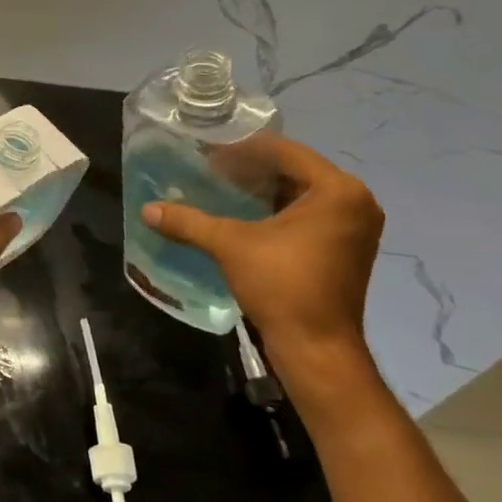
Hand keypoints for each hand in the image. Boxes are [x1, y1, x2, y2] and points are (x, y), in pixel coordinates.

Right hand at [141, 134, 383, 395]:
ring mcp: (354, 226)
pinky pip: (309, 212)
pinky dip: (277, 208)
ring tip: (221, 187)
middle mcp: (355, 201)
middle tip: (209, 170)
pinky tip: (243, 213)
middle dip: (251, 168)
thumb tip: (147, 210)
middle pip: (294, 169)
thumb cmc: (282, 286)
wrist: (318, 351)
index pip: (284, 151)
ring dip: (263, 188)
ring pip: (301, 191)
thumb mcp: (230, 245)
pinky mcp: (345, 247)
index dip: (241, 150)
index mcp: (338, 190)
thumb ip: (189, 222)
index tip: (206, 155)